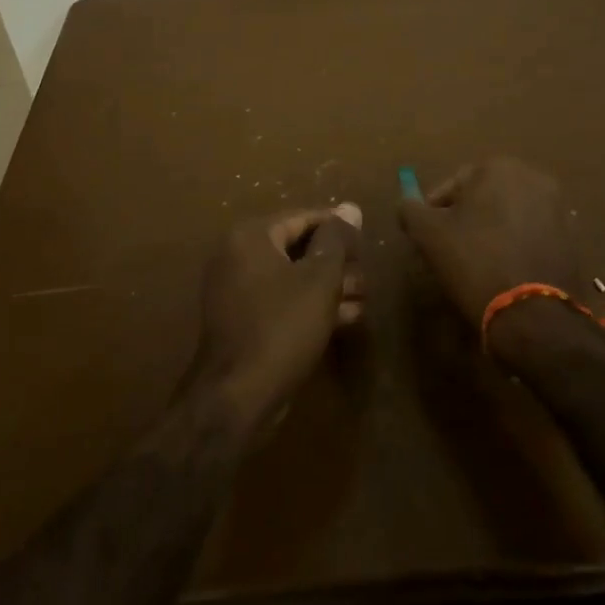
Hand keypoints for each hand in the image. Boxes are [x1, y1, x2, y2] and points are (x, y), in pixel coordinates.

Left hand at [188, 202, 363, 433]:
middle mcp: (238, 256)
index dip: (338, 227)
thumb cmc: (282, 327)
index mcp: (251, 237)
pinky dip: (311, 305)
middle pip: (297, 247)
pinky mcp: (244, 321)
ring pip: (293, 277)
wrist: (237, 397)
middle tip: (367, 275)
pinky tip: (347, 318)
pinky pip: (282, 301)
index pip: (302, 217)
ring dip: (330, 285)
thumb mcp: (319, 280)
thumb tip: (350, 207)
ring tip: (364, 297)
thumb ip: (336, 241)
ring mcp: (237, 291)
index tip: (366, 240)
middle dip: (336, 261)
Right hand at [399, 157, 588, 338]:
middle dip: (466, 218)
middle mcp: (533, 177)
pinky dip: (516, 245)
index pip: (453, 185)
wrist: (534, 315)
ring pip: (509, 214)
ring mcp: (558, 207)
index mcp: (498, 167)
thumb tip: (406, 202)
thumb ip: (410, 210)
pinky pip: (532, 234)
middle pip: (484, 196)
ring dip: (491, 231)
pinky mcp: (572, 237)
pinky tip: (504, 271)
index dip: (434, 211)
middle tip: (449, 250)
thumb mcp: (428, 235)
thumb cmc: (475, 263)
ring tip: (477, 263)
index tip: (427, 238)